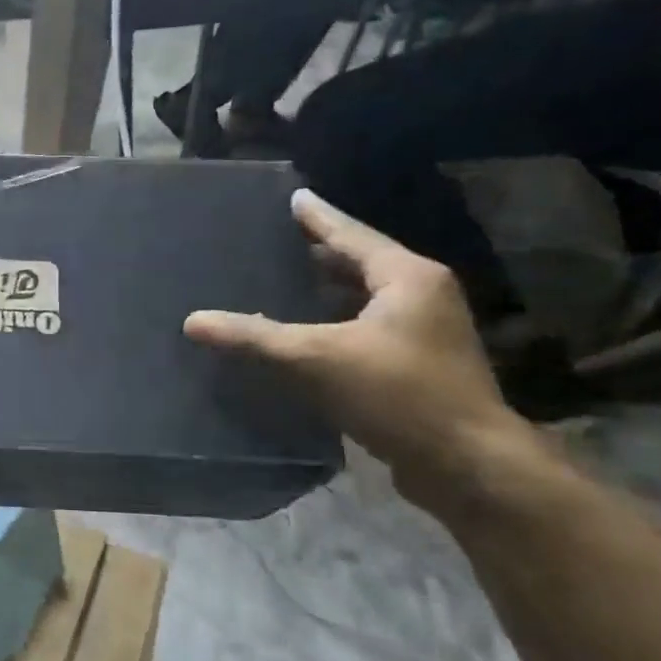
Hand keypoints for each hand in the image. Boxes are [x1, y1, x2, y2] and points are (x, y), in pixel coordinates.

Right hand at [184, 189, 527, 504]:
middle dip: (321, 252)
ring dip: (328, 290)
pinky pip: (365, 329)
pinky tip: (304, 335)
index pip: (352, 235)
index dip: (319, 217)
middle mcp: (422, 297)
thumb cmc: (398, 395)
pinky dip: (334, 323)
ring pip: (365, 298)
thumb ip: (253, 338)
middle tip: (278, 239)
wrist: (467, 464)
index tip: (294, 196)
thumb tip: (193, 322)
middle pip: (362, 263)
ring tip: (285, 281)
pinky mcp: (418, 367)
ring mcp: (425, 333)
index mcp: (408, 279)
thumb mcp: (316, 359)